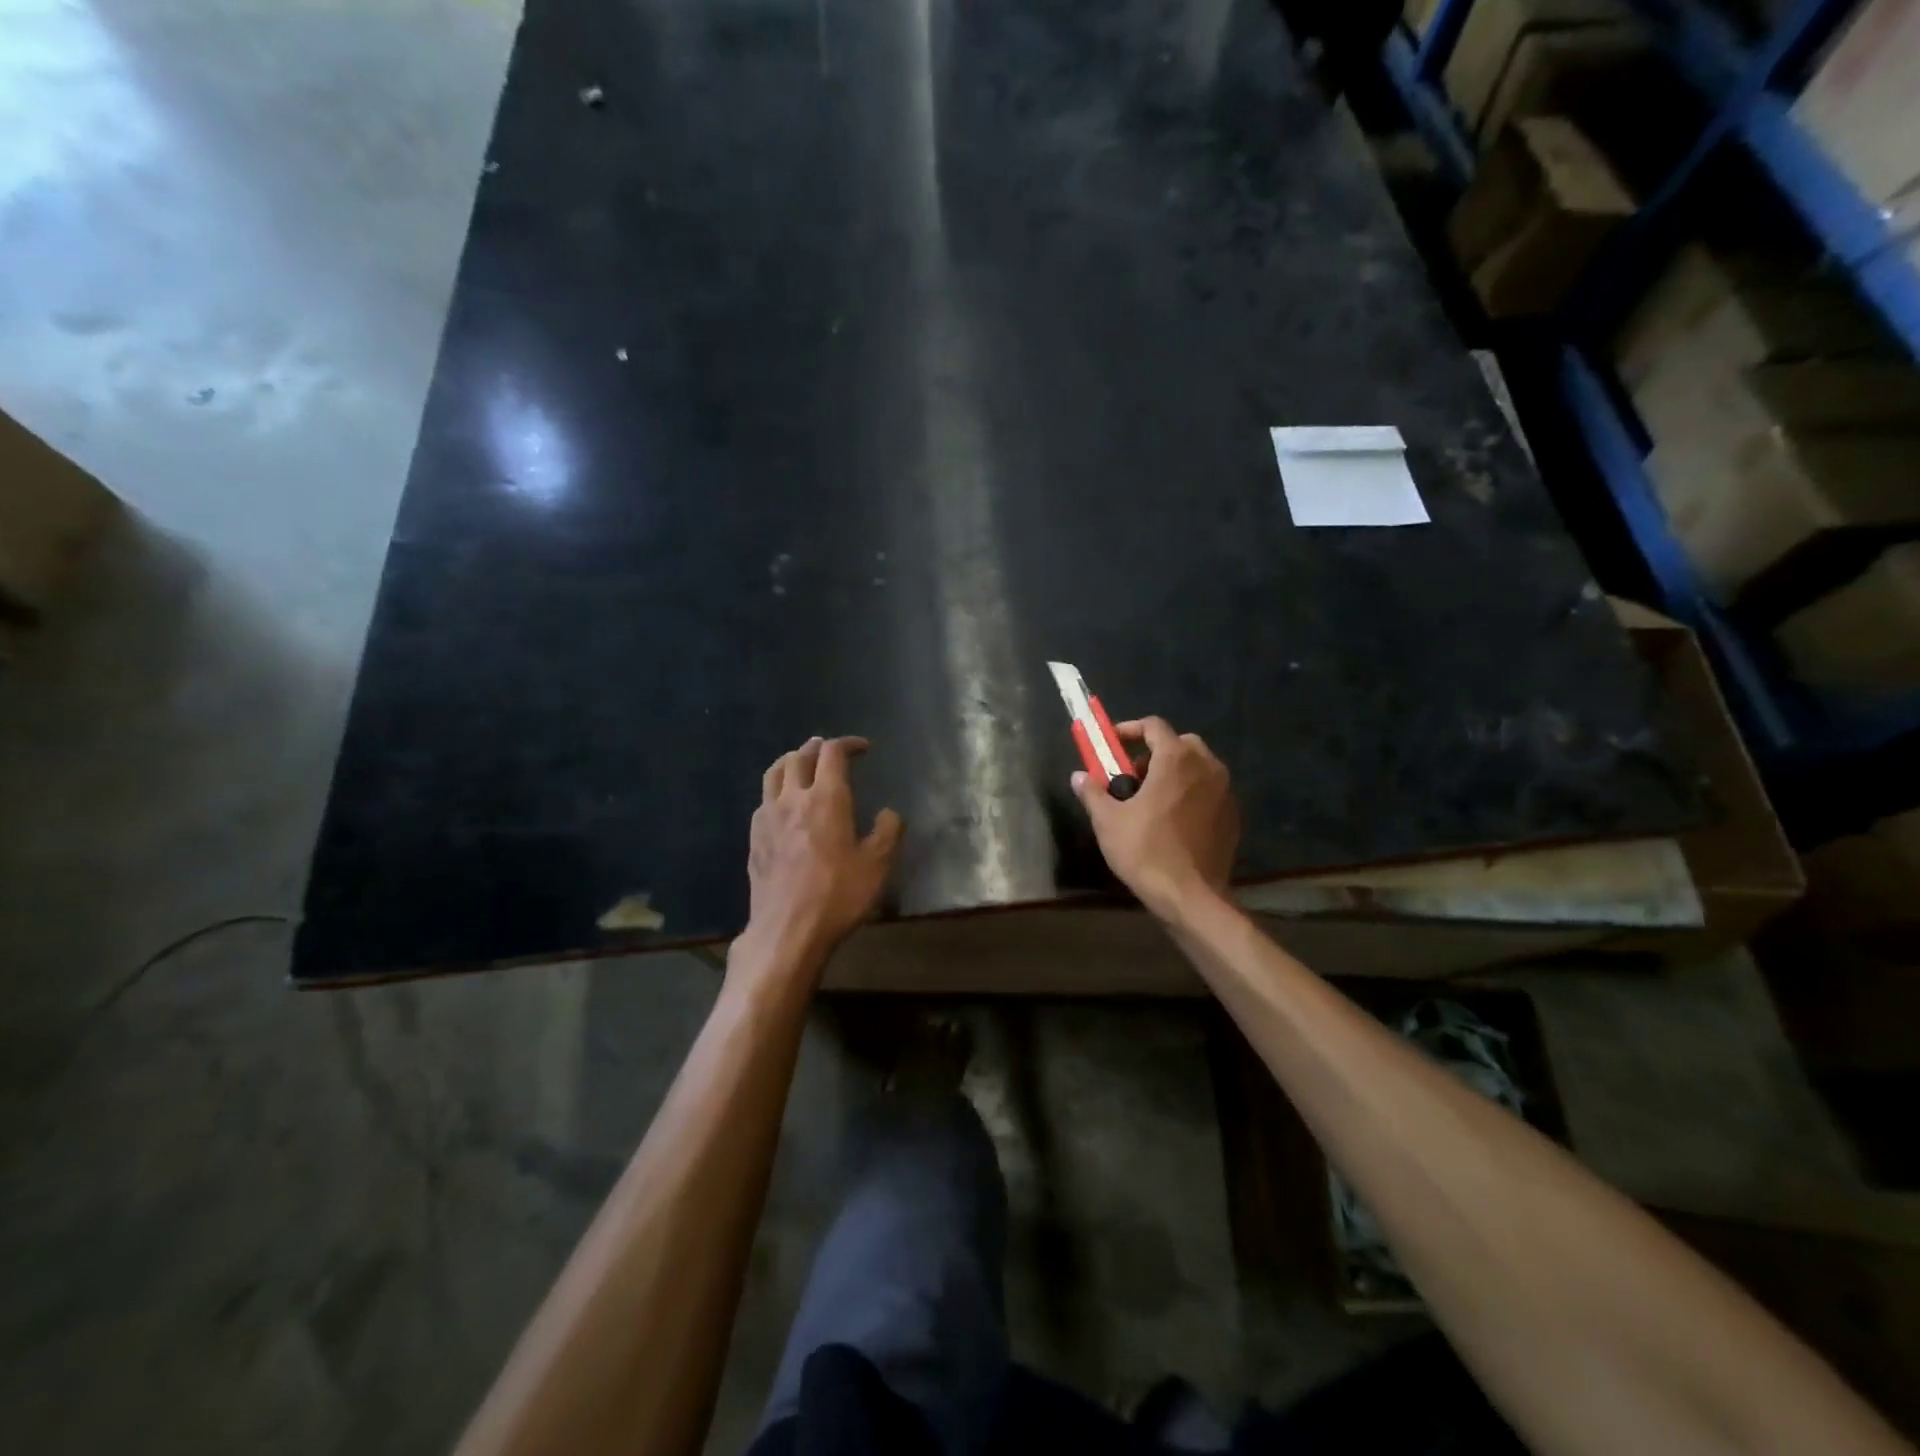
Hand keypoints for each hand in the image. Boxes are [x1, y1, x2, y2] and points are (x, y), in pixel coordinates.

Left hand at [741, 736, 903, 965]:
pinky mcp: (754, 838)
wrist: (787, 931)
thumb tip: (889, 813)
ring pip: (774, 773)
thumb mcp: (877, 866)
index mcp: (826, 798)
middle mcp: (793, 798)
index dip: (848, 744)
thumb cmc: (837, 895)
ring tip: (802, 764)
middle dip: (817, 747)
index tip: (863, 748)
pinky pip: (764, 799)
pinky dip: (777, 789)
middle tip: (830, 750)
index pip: (833, 753)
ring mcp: (767, 817)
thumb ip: (888, 832)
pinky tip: (784, 804)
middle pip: (799, 756)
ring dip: (791, 761)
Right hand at [1073, 716, 1238, 917]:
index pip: (1154, 726)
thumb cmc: (1145, 851)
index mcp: (1176, 759)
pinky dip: (1192, 793)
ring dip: (1175, 772)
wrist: (1190, 896)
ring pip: (1199, 767)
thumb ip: (1092, 792)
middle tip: (1133, 775)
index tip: (1113, 744)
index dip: (1130, 729)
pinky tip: (1174, 820)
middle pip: (1180, 743)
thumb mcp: (1108, 821)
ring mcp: (1225, 791)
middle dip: (1156, 752)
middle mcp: (1206, 766)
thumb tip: (1079, 776)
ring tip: (1152, 799)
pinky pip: (1210, 791)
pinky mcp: (1233, 815)